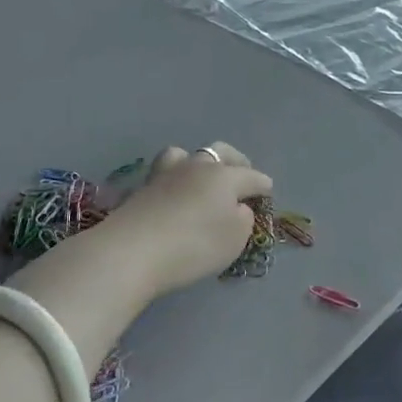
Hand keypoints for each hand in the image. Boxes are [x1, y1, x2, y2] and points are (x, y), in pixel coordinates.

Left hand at [103, 142, 271, 298]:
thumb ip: (243, 219)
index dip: (263, 186)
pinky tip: (174, 191)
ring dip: (198, 162)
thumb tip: (237, 207)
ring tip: (201, 177)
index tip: (267, 193)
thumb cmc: (194, 244)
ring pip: (186, 154)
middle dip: (235, 161)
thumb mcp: (234, 239)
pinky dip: (175, 178)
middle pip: (220, 152)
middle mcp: (197, 165)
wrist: (133, 249)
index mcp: (225, 175)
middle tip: (240, 174)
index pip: (252, 176)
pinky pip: (166, 172)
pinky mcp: (143, 186)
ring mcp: (167, 172)